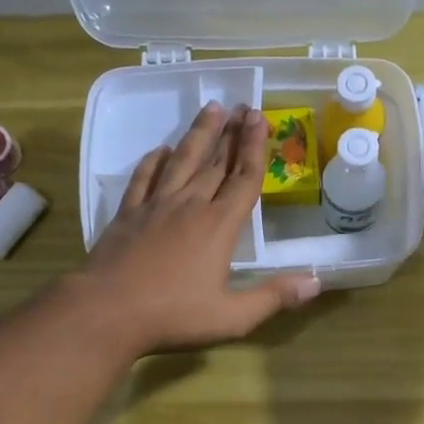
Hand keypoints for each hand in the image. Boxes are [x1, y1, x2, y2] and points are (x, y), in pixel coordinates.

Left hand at [77, 102, 320, 353]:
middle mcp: (190, 206)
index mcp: (219, 226)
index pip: (243, 179)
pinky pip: (144, 178)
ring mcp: (155, 206)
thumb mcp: (233, 316)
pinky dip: (154, 161)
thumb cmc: (174, 315)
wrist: (108, 311)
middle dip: (231, 133)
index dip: (254, 148)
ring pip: (181, 161)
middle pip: (215, 162)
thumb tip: (315, 282)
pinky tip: (161, 150)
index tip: (259, 119)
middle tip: (242, 107)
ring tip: (210, 109)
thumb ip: (274, 297)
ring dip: (198, 135)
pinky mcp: (128, 214)